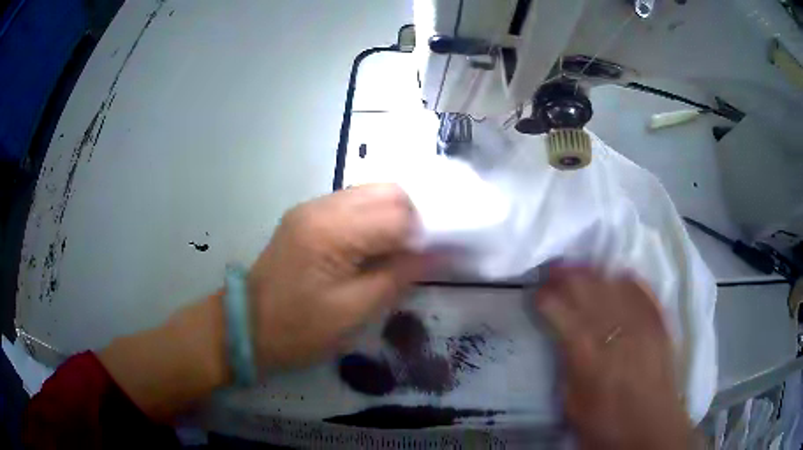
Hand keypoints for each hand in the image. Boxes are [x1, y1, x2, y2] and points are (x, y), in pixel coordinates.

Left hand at [248, 184, 424, 369]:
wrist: (245, 327)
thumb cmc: (298, 329)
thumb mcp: (354, 312)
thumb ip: (398, 276)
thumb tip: (437, 253)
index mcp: (331, 230)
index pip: (397, 212)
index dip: (421, 235)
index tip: (426, 262)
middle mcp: (321, 206)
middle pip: (387, 191)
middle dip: (411, 219)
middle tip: (412, 256)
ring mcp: (310, 207)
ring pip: (370, 193)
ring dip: (391, 218)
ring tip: (392, 253)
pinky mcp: (306, 216)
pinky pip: (352, 205)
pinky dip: (372, 220)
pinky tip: (369, 248)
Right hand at [534, 267, 696, 449]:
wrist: (652, 430)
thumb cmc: (606, 425)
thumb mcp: (572, 404)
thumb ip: (566, 365)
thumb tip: (562, 338)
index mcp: (588, 356)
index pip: (561, 312)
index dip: (546, 298)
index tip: (537, 293)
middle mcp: (615, 331)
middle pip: (588, 289)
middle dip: (567, 275)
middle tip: (553, 269)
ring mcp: (641, 323)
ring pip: (613, 284)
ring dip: (593, 272)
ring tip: (580, 267)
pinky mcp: (660, 323)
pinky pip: (642, 290)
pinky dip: (627, 279)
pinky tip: (617, 275)